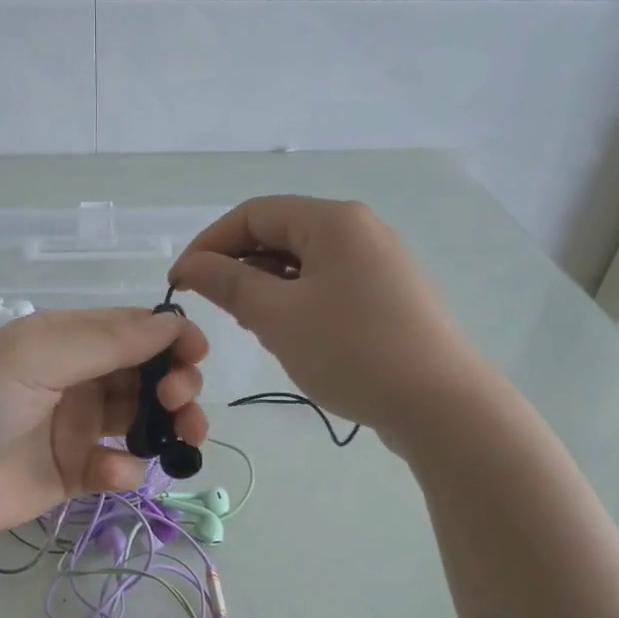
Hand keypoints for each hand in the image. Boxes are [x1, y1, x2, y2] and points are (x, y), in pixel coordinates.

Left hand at [0, 309, 208, 539]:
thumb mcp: (33, 356)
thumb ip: (106, 340)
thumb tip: (174, 323)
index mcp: (67, 341)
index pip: (134, 330)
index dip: (171, 339)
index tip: (197, 355)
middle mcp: (79, 380)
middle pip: (149, 375)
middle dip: (176, 385)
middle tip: (180, 402)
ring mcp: (79, 428)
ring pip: (145, 420)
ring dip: (171, 426)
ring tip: (180, 439)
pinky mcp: (77, 473)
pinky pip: (121, 465)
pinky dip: (127, 468)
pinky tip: (110, 473)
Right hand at [169, 196, 469, 451]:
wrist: (439, 404)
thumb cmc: (351, 351)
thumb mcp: (278, 317)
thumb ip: (229, 284)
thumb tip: (191, 265)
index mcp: (333, 220)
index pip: (253, 213)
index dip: (209, 244)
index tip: (180, 283)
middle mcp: (360, 230)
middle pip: (280, 233)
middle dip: (239, 266)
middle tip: (217, 310)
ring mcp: (380, 263)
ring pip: (304, 262)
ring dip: (267, 287)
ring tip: (253, 326)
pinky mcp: (390, 296)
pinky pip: (329, 285)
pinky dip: (298, 301)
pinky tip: (292, 336)